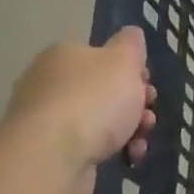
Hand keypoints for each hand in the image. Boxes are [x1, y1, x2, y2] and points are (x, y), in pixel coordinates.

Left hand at [1, 29, 155, 193]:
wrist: (52, 159)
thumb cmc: (93, 100)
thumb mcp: (123, 60)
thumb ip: (131, 44)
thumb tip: (131, 34)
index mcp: (63, 56)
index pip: (102, 56)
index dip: (131, 69)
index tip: (147, 84)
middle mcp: (49, 84)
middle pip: (103, 89)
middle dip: (133, 102)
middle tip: (147, 113)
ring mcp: (45, 121)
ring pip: (98, 119)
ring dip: (128, 128)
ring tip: (141, 139)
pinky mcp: (48, 153)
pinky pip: (88, 146)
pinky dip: (111, 149)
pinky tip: (128, 156)